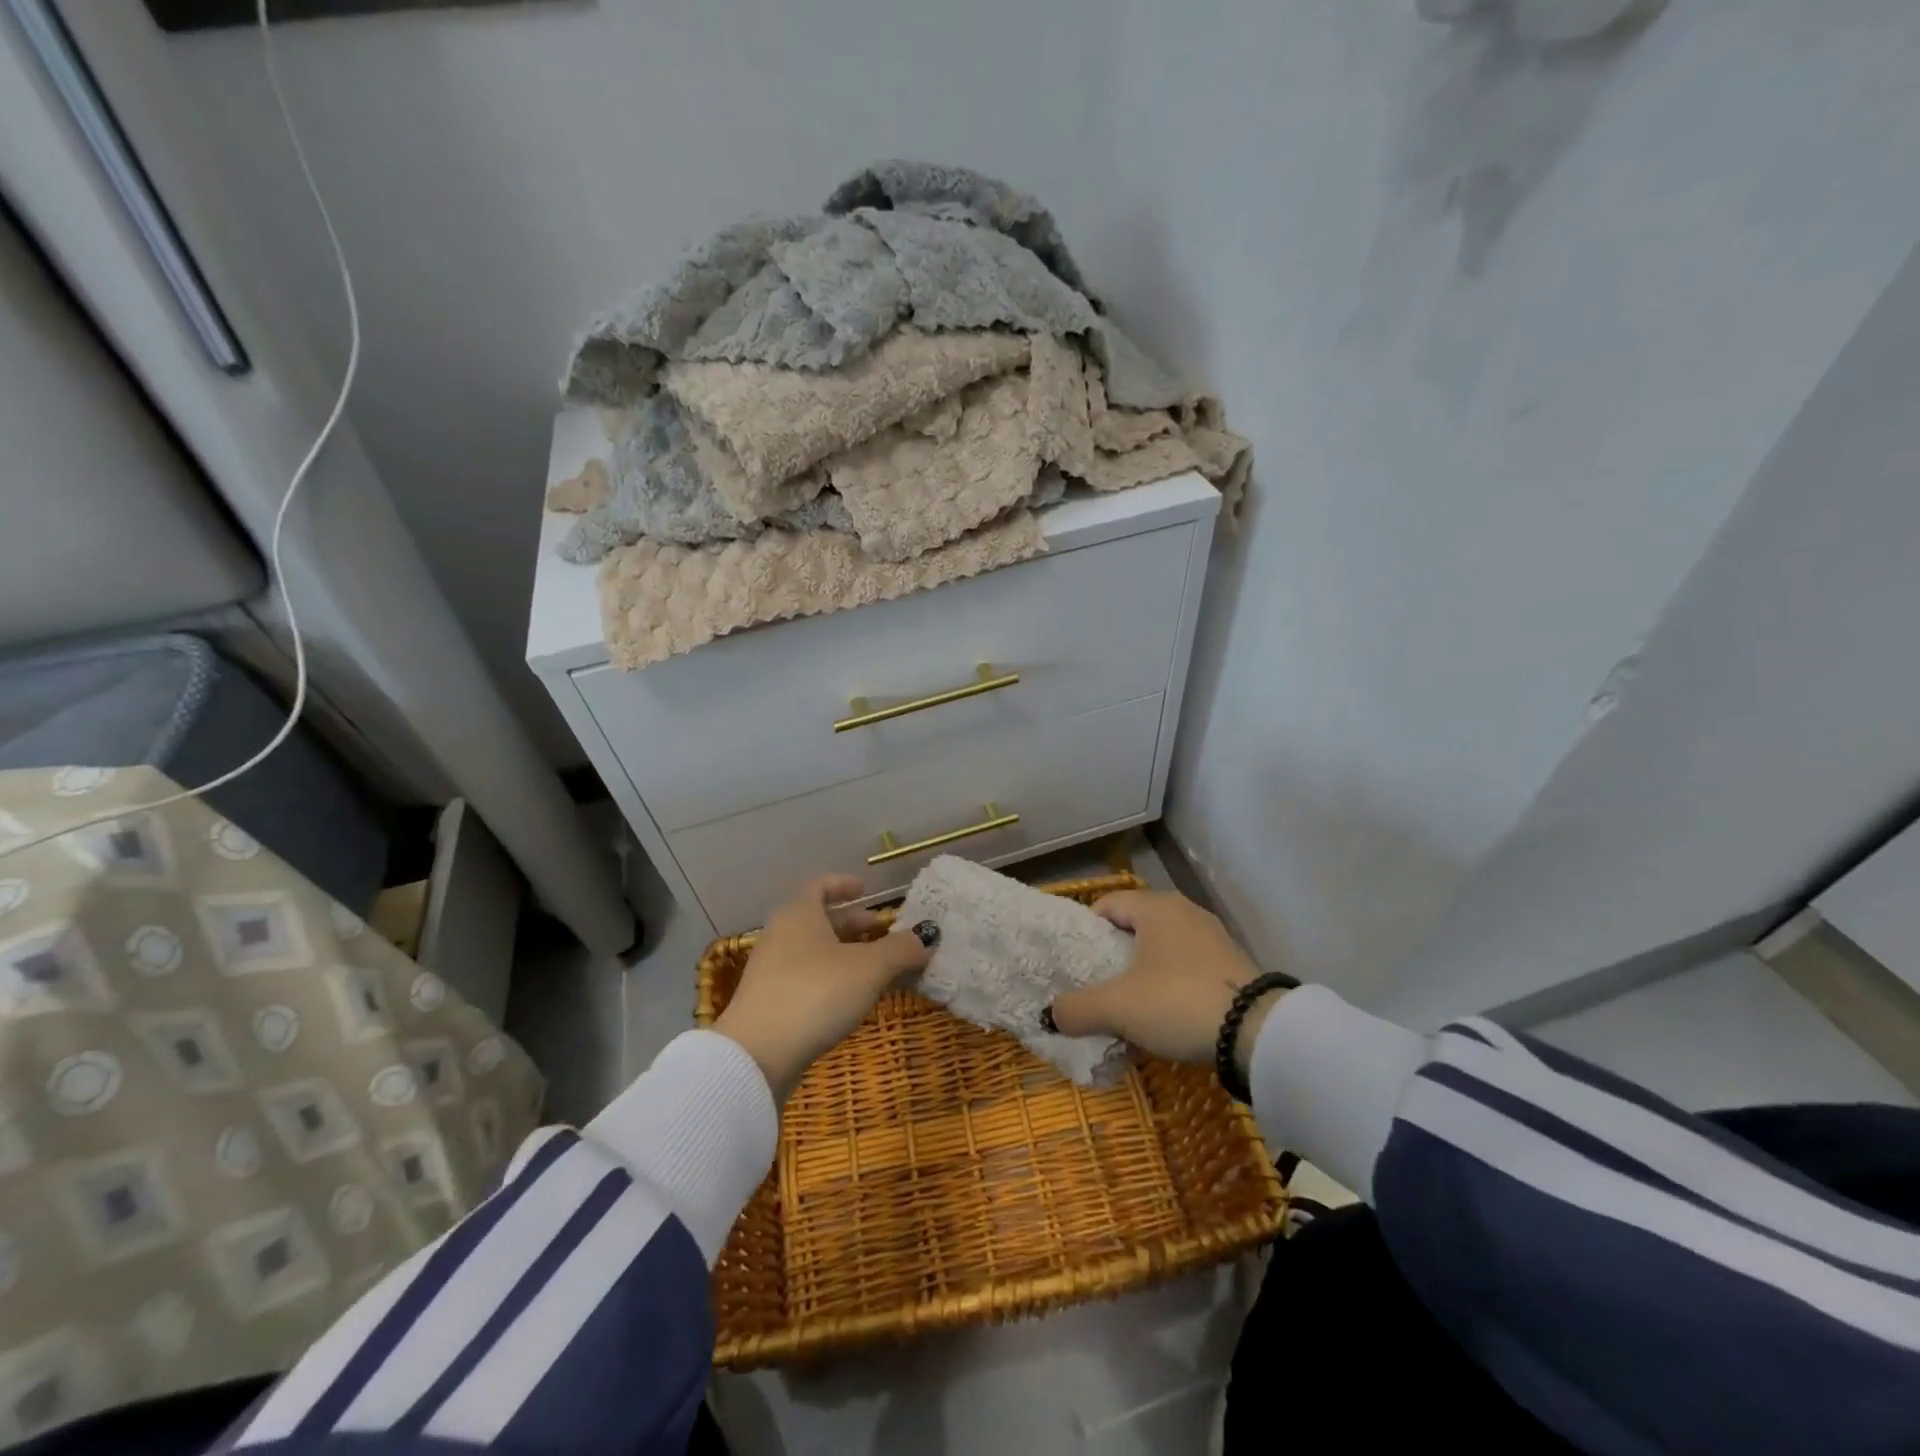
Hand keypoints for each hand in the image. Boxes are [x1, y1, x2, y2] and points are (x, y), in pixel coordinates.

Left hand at [715, 875, 932, 1101]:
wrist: (757, 1055)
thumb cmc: (815, 993)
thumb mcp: (868, 968)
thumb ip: (901, 949)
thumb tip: (926, 937)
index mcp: (799, 914)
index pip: (819, 885)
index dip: (843, 885)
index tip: (865, 890)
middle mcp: (781, 935)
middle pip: (818, 919)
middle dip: (851, 923)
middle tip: (880, 931)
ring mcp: (771, 971)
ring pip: (813, 950)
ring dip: (844, 953)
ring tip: (875, 968)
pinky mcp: (770, 1004)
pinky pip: (806, 977)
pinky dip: (831, 978)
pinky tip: (852, 998)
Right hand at [1047, 890, 1277, 1076]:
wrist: (1258, 1033)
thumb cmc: (1177, 1002)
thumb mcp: (1117, 1008)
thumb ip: (1076, 1009)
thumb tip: (1050, 1015)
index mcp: (1154, 906)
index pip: (1105, 905)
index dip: (1085, 934)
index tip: (1076, 966)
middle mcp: (1183, 911)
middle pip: (1133, 927)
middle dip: (1112, 956)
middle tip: (1096, 987)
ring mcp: (1212, 936)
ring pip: (1161, 949)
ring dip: (1141, 973)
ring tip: (1128, 1006)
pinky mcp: (1231, 964)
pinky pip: (1186, 967)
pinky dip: (1169, 984)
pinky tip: (1164, 1015)